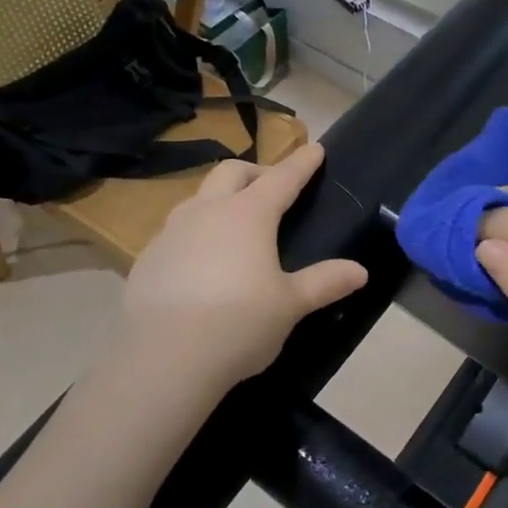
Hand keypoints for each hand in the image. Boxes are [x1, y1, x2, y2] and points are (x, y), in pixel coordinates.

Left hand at [118, 143, 368, 400]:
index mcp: (248, 215)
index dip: (301, 163)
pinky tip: (200, 262)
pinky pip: (176, 230)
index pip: (282, 178)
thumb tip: (360, 271)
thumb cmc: (239, 324)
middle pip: (232, 172)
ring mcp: (171, 232)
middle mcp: (207, 211)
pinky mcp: (148, 258)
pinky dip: (195, 232)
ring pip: (199, 198)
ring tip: (234, 225)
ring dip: (220, 199)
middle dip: (256, 171)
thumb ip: (325, 282)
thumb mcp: (291, 305)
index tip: (314, 149)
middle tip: (272, 188)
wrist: (164, 358)